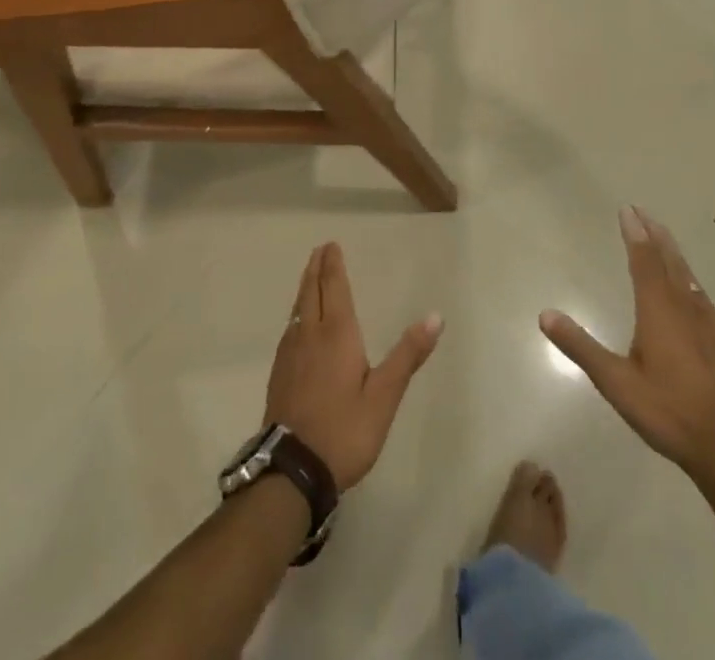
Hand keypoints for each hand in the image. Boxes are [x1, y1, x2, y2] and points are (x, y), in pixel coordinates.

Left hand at [264, 243, 443, 490]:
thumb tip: (435, 316)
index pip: (334, 288)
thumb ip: (407, 355)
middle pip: (311, 292)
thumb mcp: (384, 396)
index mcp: (336, 333)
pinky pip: (289, 329)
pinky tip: (298, 324)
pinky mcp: (279, 374)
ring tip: (310, 278)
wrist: (292, 470)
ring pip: (298, 309)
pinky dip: (297, 312)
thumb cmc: (344, 430)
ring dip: (305, 288)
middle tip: (319, 250)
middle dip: (316, 269)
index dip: (333, 265)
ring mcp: (290, 354)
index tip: (331, 245)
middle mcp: (310, 335)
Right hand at [541, 208, 714, 491]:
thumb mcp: (616, 384)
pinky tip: (689, 286)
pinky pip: (699, 294)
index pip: (644, 261)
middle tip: (642, 211)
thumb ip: (581, 347)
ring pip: (686, 276)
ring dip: (672, 251)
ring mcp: (706, 324)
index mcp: (659, 311)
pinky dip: (687, 276)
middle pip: (669, 261)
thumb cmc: (669, 413)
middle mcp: (684, 308)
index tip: (627, 210)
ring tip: (662, 236)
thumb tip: (545, 314)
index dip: (635, 234)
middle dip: (654, 234)